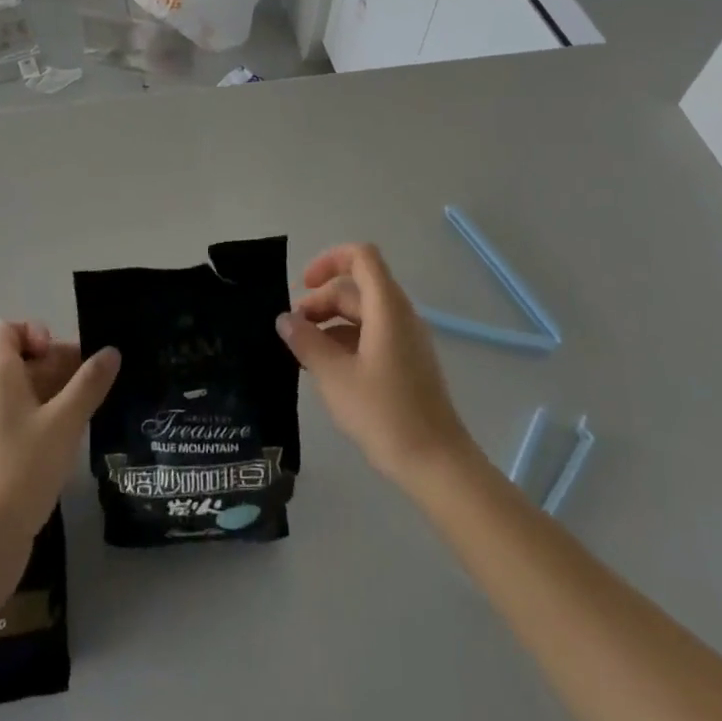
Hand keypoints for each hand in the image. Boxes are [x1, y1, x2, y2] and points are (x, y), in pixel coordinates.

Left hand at [0, 321, 119, 556]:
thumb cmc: (21, 469)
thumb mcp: (64, 421)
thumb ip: (90, 384)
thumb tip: (111, 351)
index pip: (7, 330)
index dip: (35, 332)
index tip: (60, 356)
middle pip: (24, 358)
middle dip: (60, 364)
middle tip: (95, 383)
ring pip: (28, 391)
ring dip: (60, 393)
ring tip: (94, 408)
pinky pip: (27, 418)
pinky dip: (51, 418)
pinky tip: (76, 437)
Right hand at [276, 244, 477, 487]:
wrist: (437, 463)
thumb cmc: (384, 414)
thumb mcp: (335, 377)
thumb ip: (306, 342)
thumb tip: (285, 319)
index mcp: (386, 308)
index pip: (361, 257)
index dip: (329, 261)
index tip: (302, 286)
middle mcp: (400, 314)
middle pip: (357, 287)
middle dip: (321, 300)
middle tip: (293, 331)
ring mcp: (406, 339)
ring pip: (363, 313)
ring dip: (331, 323)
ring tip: (304, 353)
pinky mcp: (407, 362)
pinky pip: (372, 335)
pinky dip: (346, 341)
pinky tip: (328, 370)